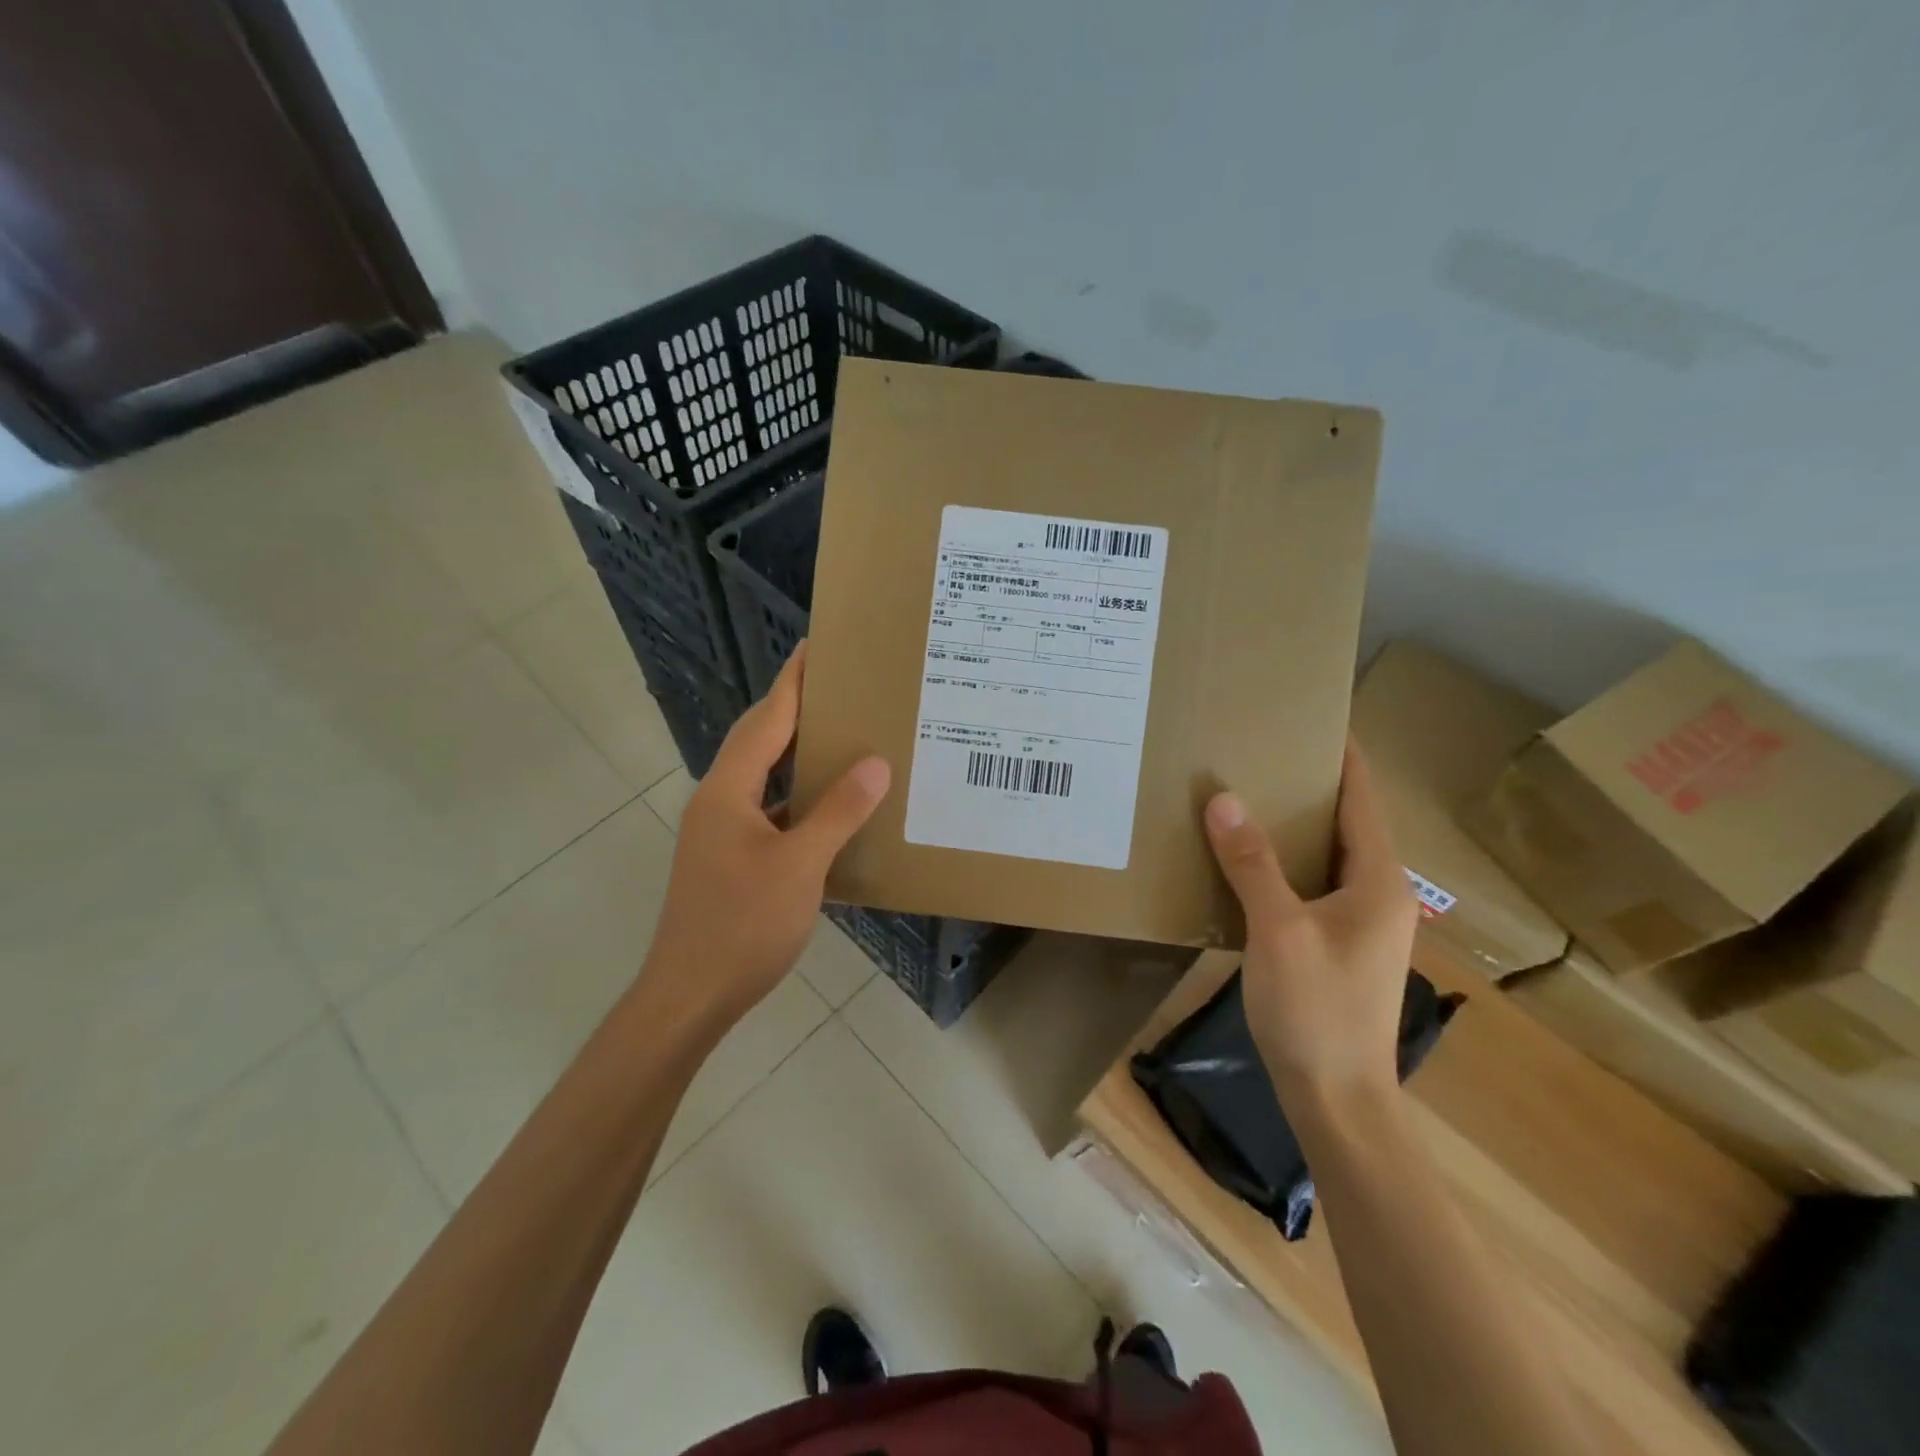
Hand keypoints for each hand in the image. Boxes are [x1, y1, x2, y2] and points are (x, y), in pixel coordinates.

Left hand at [640, 643, 889, 1031]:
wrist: (690, 994)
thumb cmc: (743, 925)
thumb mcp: (800, 866)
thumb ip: (838, 811)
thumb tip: (875, 763)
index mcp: (728, 791)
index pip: (766, 720)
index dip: (792, 682)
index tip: (814, 646)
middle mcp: (719, 801)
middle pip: (759, 740)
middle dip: (794, 709)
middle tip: (838, 686)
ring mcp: (721, 832)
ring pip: (763, 777)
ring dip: (797, 753)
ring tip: (840, 735)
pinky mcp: (730, 858)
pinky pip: (769, 810)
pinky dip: (797, 797)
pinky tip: (829, 805)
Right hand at [1203, 742, 1418, 1106]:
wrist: (1336, 1099)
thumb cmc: (1316, 1010)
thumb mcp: (1278, 930)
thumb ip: (1252, 863)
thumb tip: (1223, 798)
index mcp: (1380, 881)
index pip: (1363, 798)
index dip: (1342, 756)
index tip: (1310, 717)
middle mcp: (1379, 894)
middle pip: (1346, 822)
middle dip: (1307, 785)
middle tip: (1257, 752)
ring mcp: (1360, 923)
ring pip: (1326, 855)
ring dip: (1292, 825)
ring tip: (1245, 794)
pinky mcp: (1336, 945)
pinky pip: (1310, 884)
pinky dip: (1283, 862)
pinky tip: (1243, 859)